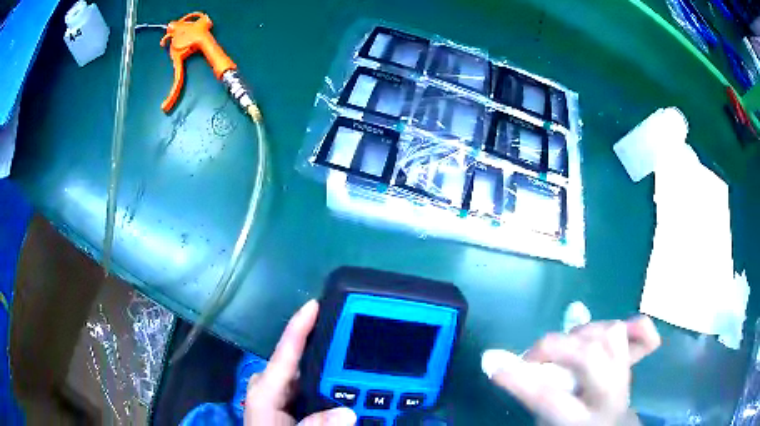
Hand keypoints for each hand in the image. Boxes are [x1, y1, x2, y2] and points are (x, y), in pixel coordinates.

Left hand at [244, 300, 356, 425]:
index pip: (285, 352)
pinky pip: (314, 388)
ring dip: (333, 370)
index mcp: (266, 390)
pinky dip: (331, 386)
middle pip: (302, 361)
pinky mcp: (292, 404)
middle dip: (329, 350)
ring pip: (311, 375)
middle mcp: (273, 387)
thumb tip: (348, 413)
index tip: (318, 303)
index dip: (300, 325)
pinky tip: (349, 387)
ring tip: (361, 359)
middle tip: (358, 335)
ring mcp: (282, 395)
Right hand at [482, 316, 660, 425]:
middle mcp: (609, 396)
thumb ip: (534, 396)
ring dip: (583, 334)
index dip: (521, 379)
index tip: (494, 366)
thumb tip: (502, 361)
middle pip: (590, 357)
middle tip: (534, 356)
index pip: (550, 398)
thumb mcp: (546, 424)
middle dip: (555, 347)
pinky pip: (642, 332)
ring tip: (568, 346)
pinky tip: (612, 331)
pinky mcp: (635, 361)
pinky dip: (630, 325)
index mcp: (581, 421)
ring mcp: (627, 375)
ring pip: (611, 336)